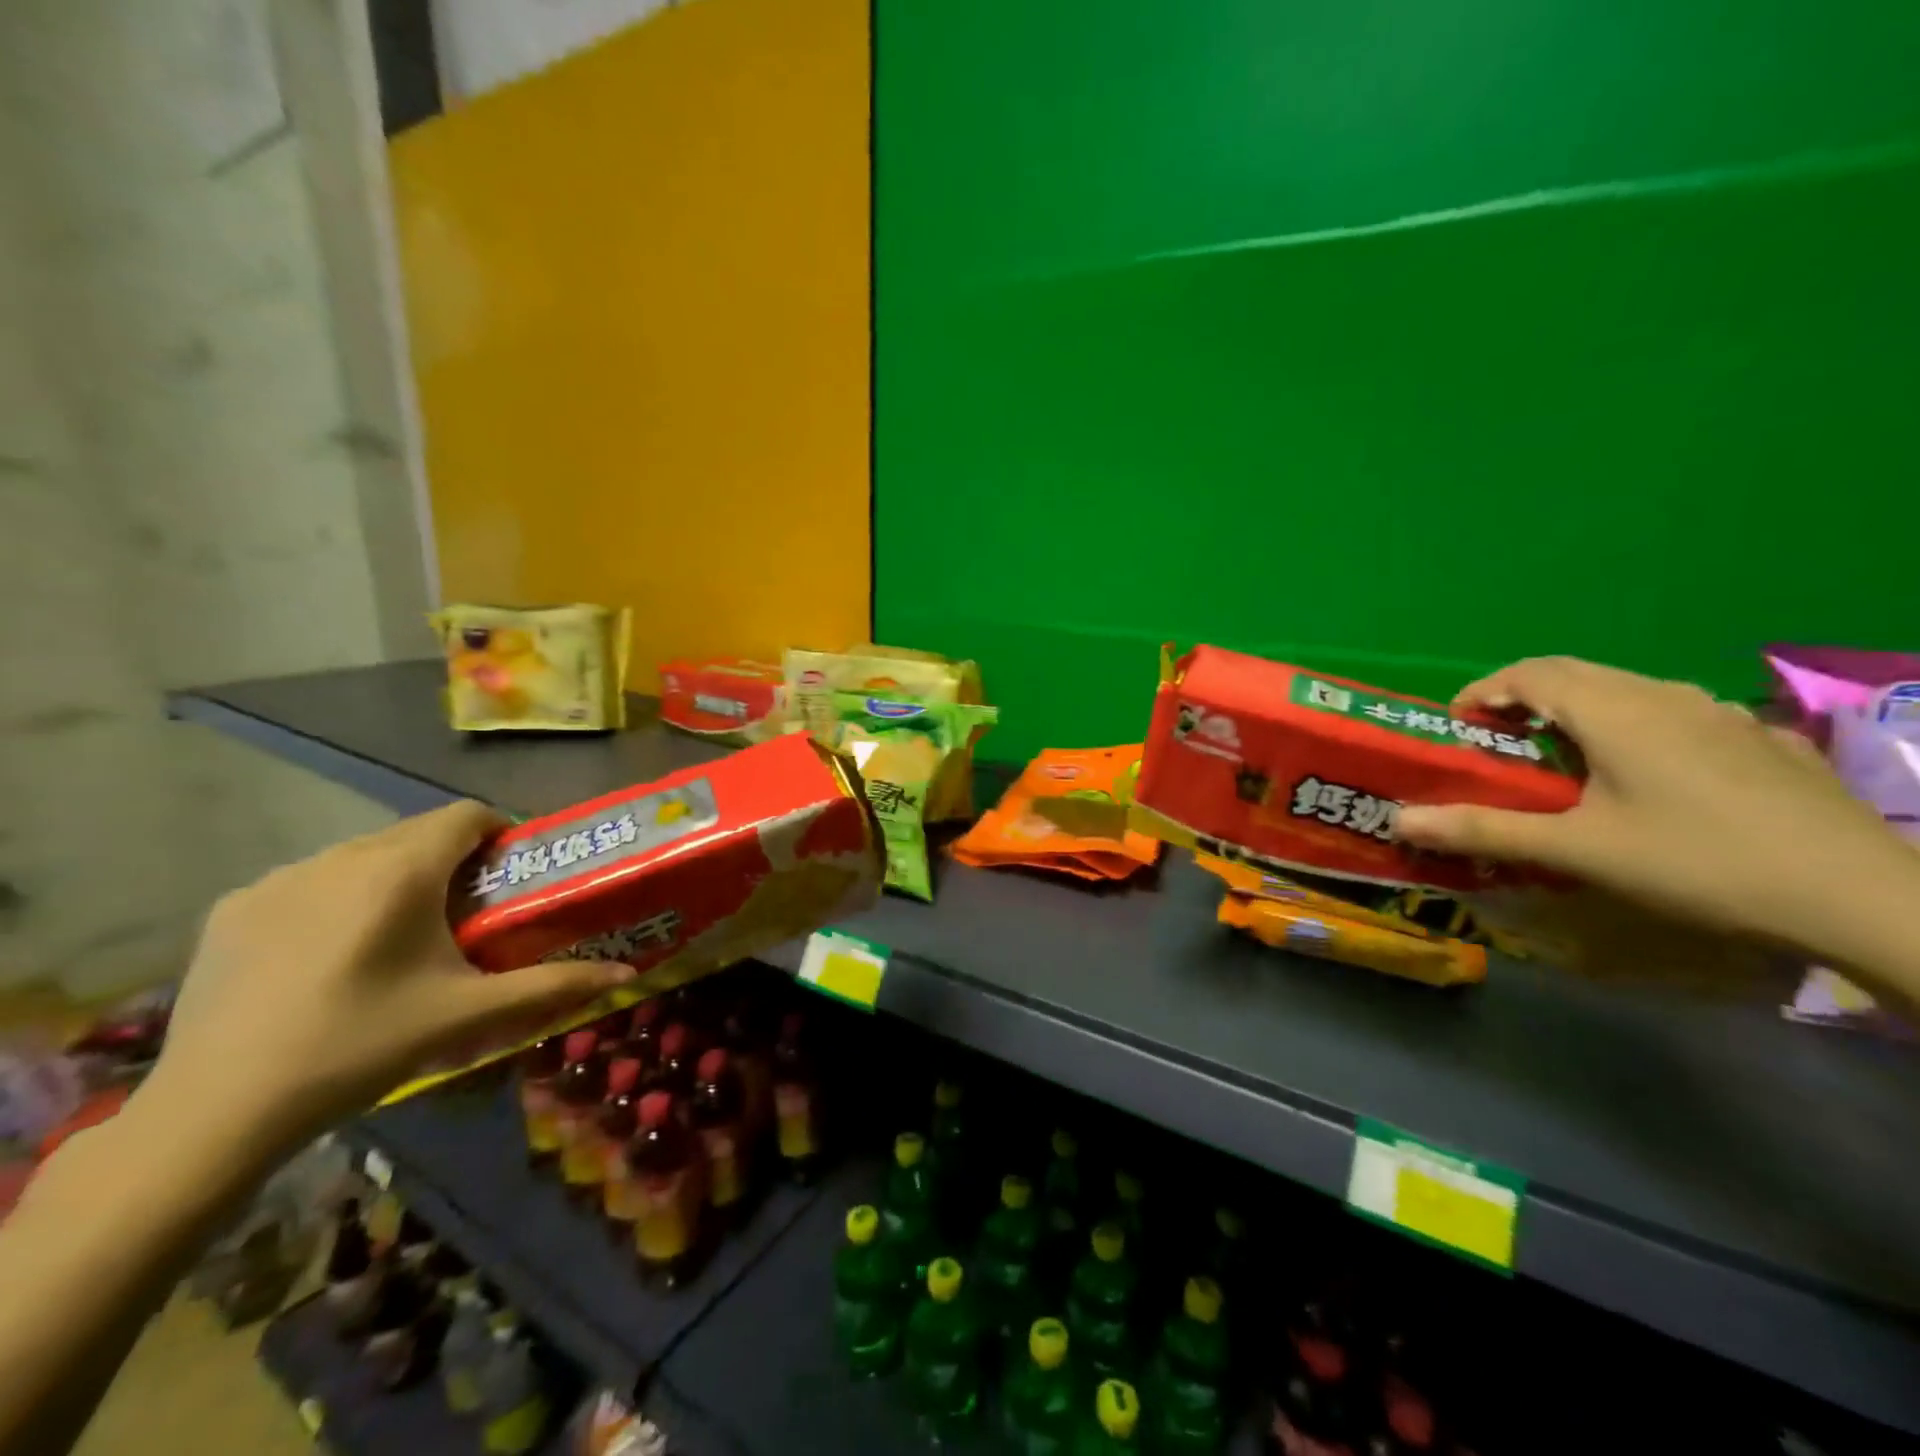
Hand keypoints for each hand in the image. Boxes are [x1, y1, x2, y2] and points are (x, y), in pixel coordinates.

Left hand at [139, 801, 632, 1157]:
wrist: (217, 1111)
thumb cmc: (361, 1046)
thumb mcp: (468, 1015)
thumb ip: (553, 986)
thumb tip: (624, 972)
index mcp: (401, 871)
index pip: (466, 815)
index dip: (498, 832)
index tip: (510, 873)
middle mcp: (339, 857)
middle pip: (415, 833)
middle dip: (450, 859)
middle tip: (467, 913)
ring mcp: (277, 879)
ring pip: (360, 854)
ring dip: (393, 875)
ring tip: (401, 935)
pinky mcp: (232, 908)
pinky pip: (307, 880)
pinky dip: (336, 897)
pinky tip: (330, 954)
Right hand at [1393, 656, 1917, 958]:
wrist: (1866, 898)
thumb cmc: (1698, 863)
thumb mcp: (1578, 851)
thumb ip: (1484, 830)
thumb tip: (1399, 820)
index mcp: (1615, 710)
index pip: (1528, 673)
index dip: (1483, 691)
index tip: (1456, 726)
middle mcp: (1666, 696)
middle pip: (1576, 674)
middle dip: (1524, 699)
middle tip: (1498, 744)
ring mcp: (1724, 715)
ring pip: (1629, 691)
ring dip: (1580, 712)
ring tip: (1565, 761)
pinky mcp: (1765, 742)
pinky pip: (1679, 716)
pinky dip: (1636, 729)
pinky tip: (1651, 779)